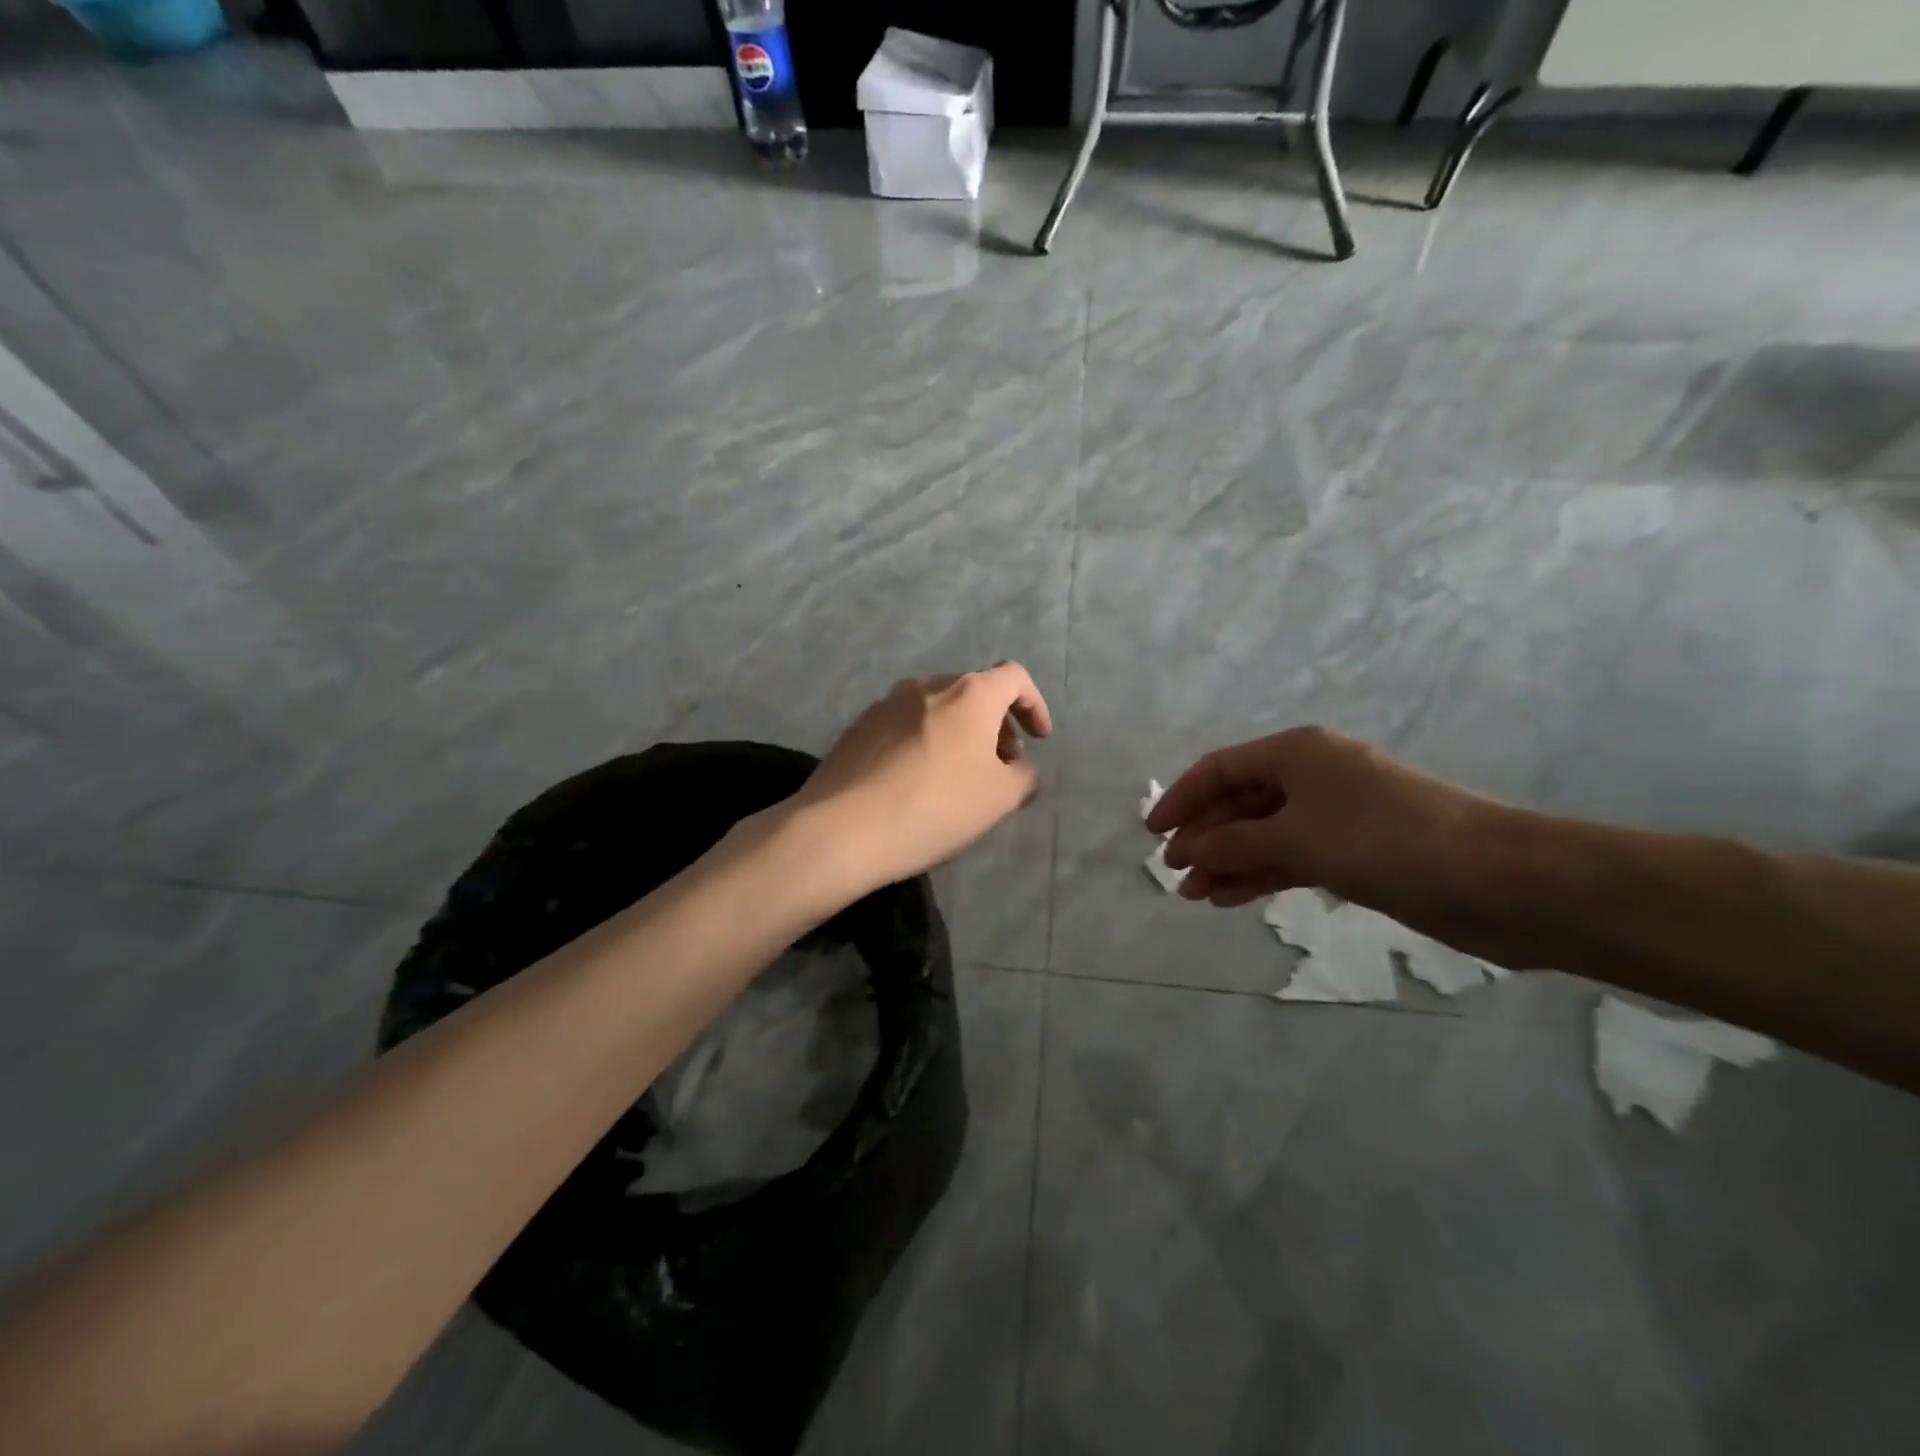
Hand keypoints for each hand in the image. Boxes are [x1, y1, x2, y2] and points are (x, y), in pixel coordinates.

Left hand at [790, 664, 1052, 895]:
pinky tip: (917, 781)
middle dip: (996, 724)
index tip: (1039, 740)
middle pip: (974, 692)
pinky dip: (924, 742)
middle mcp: (926, 686)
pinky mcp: (857, 727)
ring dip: (958, 733)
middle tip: (1002, 764)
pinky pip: (904, 726)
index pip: (1014, 678)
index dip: (1034, 705)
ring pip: (936, 708)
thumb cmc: (935, 807)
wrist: (842, 828)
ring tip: (960, 775)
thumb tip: (1020, 769)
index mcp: (969, 694)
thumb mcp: (998, 799)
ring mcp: (886, 704)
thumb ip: (1023, 777)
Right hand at [1148, 726, 1506, 942]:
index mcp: (1296, 752)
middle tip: (1174, 871)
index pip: (1220, 768)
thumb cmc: (1384, 840)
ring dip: (1228, 860)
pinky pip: (1291, 857)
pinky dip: (1261, 874)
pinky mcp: (1355, 852)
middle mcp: (1312, 776)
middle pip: (1240, 801)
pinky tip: (1232, 897)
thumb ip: (1233, 843)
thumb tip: (1186, 850)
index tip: (1153, 834)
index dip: (1181, 798)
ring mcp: (1334, 815)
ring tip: (1195, 894)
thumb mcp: (1296, 837)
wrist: (1497, 879)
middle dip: (1204, 835)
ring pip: (1264, 833)